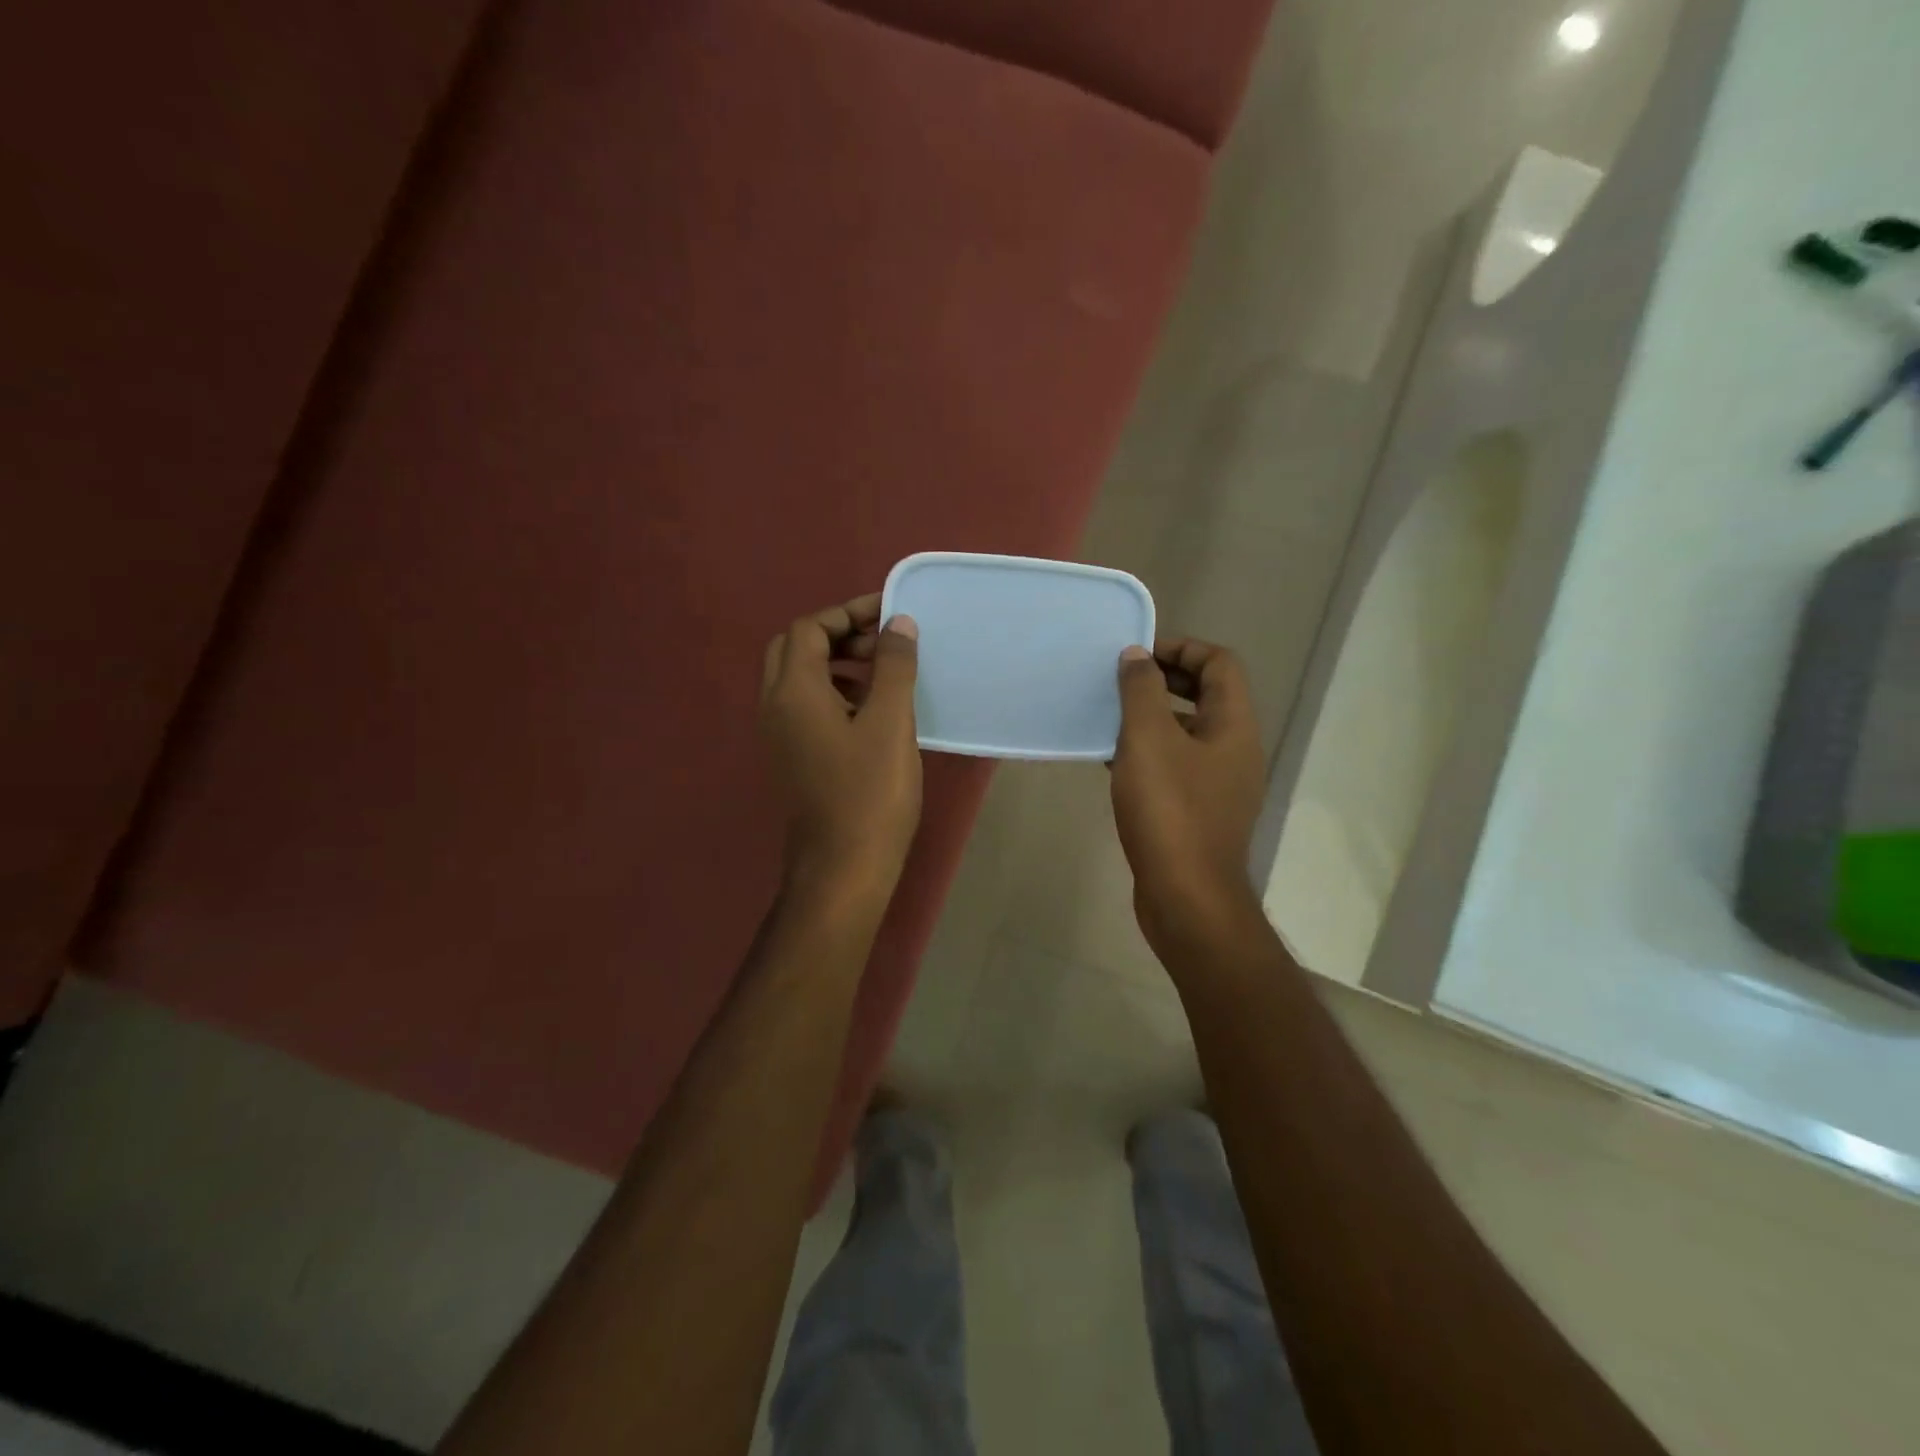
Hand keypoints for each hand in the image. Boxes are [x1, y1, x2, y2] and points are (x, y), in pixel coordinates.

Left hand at [759, 594, 922, 907]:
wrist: (843, 867)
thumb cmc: (870, 792)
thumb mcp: (890, 722)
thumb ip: (893, 666)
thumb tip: (896, 623)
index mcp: (793, 691)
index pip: (810, 628)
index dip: (848, 613)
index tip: (890, 614)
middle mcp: (774, 706)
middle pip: (795, 648)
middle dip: (837, 635)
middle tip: (880, 643)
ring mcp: (778, 735)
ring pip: (797, 678)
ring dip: (835, 663)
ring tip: (882, 673)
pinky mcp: (790, 756)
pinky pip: (804, 706)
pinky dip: (833, 692)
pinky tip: (871, 711)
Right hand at [1111, 639, 1266, 957]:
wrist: (1186, 897)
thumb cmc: (1169, 810)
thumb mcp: (1148, 740)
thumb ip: (1141, 691)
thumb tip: (1136, 655)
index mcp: (1234, 726)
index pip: (1219, 664)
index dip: (1181, 648)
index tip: (1137, 655)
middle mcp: (1235, 750)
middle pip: (1207, 696)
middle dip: (1165, 681)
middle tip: (1121, 680)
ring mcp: (1219, 785)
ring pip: (1187, 732)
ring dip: (1152, 718)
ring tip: (1110, 716)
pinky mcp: (1199, 812)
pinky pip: (1175, 765)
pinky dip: (1148, 753)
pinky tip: (1112, 760)